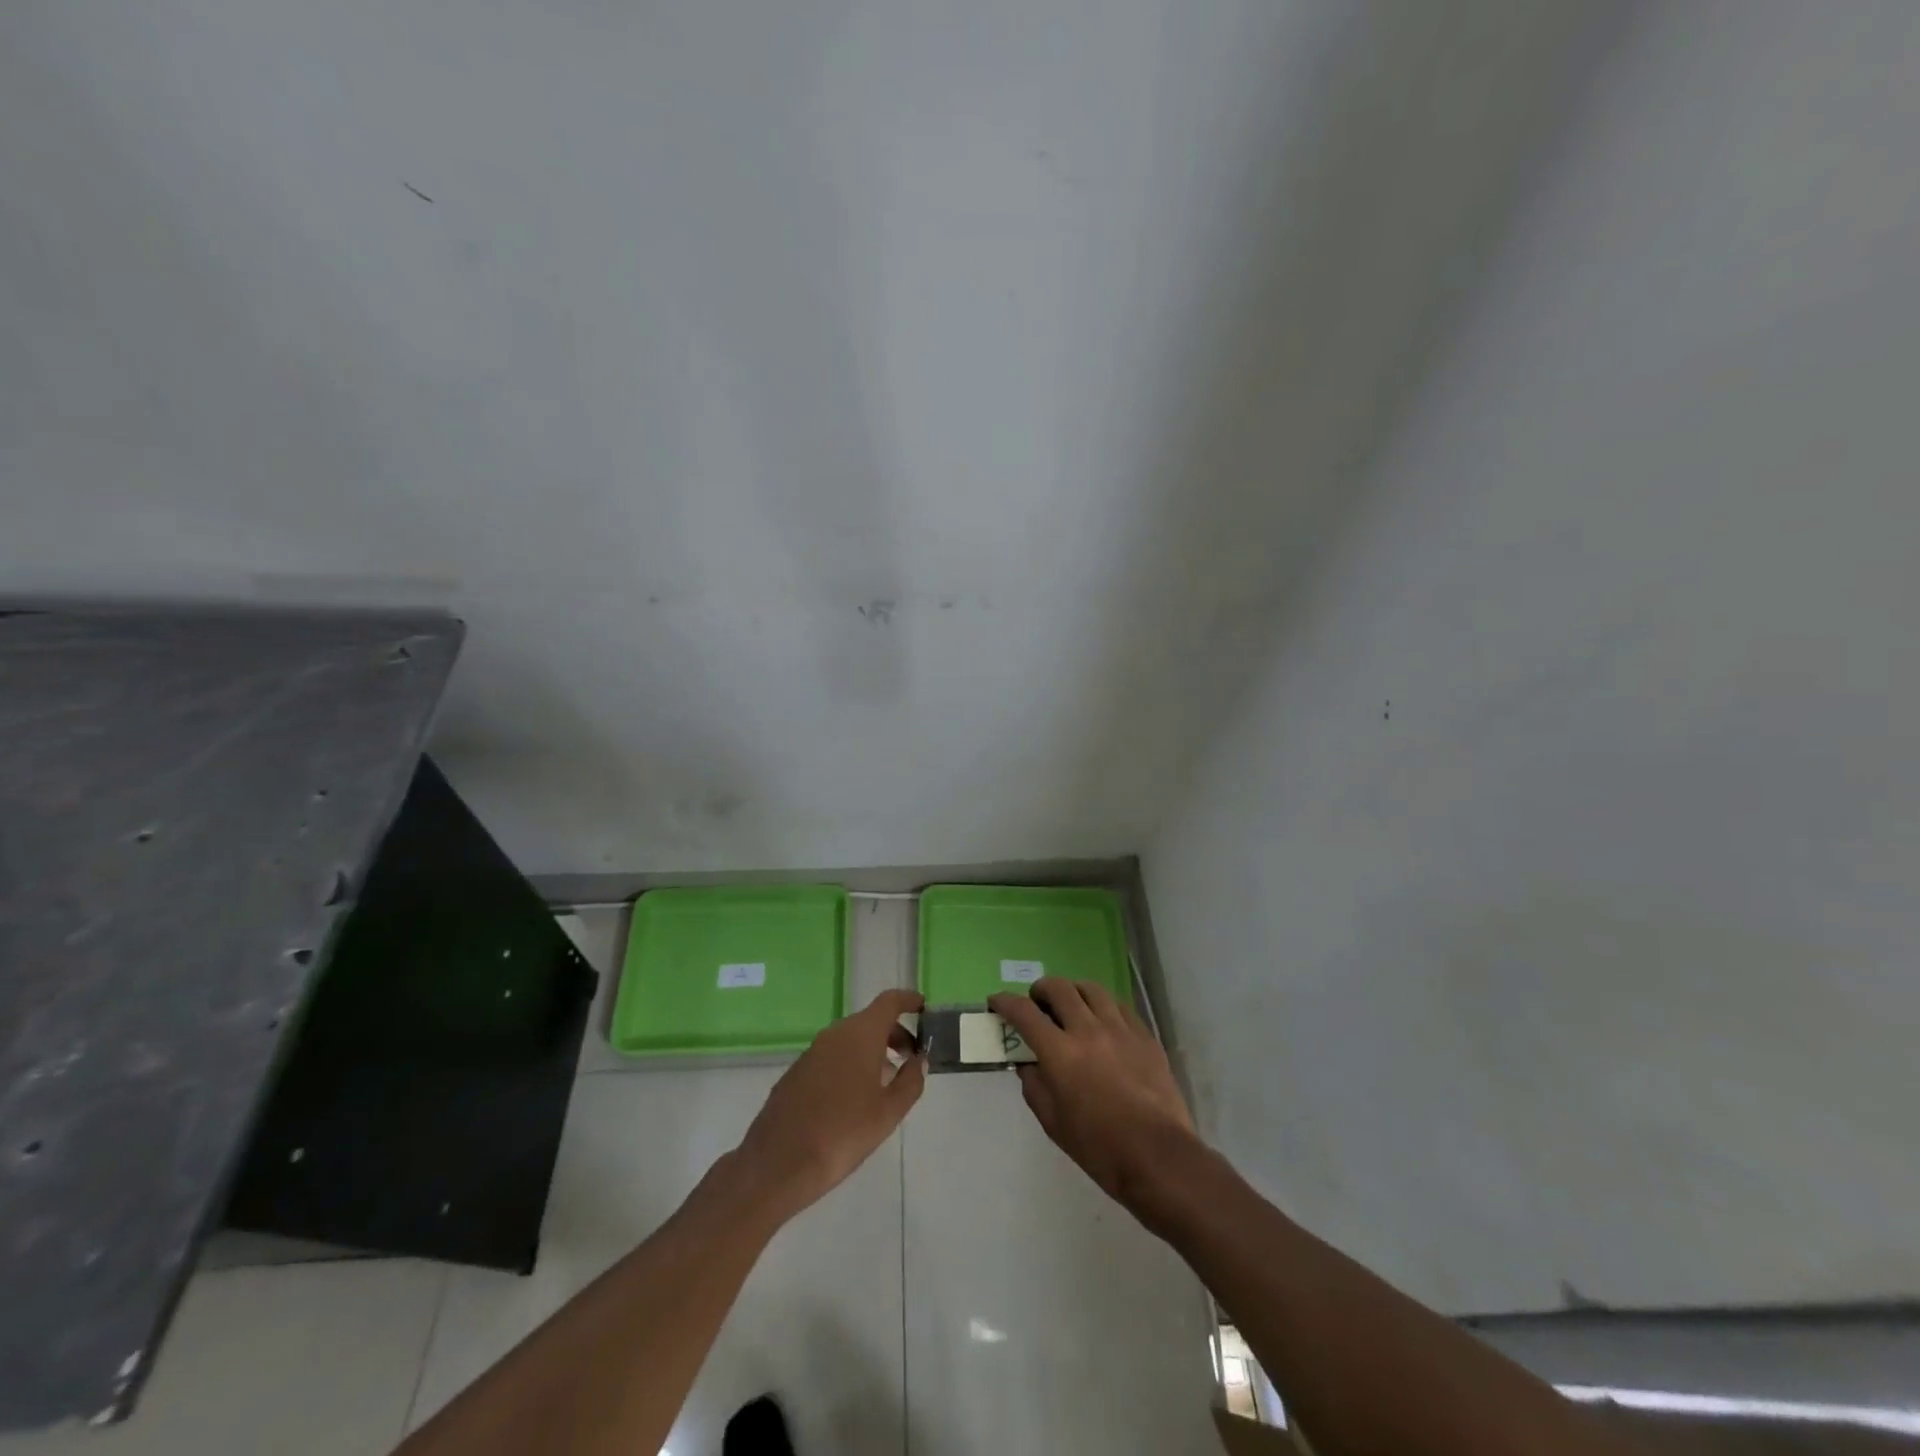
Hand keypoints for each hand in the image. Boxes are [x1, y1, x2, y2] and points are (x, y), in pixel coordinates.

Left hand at [735, 988, 925, 1220]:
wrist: (778, 1163)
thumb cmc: (843, 1133)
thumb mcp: (888, 1112)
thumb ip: (910, 1081)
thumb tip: (919, 1060)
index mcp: (860, 1034)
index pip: (889, 1001)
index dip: (908, 1000)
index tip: (924, 1007)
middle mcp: (835, 1034)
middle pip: (871, 1020)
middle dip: (894, 1033)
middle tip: (912, 1057)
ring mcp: (812, 1051)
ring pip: (851, 1039)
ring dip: (873, 1051)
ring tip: (888, 1082)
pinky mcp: (798, 1071)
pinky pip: (833, 1056)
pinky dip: (851, 1064)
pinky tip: (855, 1098)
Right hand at [990, 978, 1196, 1211]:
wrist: (1158, 1157)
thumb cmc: (1099, 1147)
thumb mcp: (1053, 1123)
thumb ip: (1035, 1086)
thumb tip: (1028, 1064)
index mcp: (1060, 1053)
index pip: (1024, 1013)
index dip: (1005, 1002)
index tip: (996, 1001)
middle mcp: (1088, 1030)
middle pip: (1059, 988)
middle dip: (1040, 990)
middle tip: (1037, 1003)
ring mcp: (1120, 1029)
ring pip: (1091, 989)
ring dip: (1073, 992)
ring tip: (1071, 1006)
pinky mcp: (1145, 1036)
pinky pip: (1120, 1006)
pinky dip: (1103, 1006)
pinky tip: (1103, 1022)